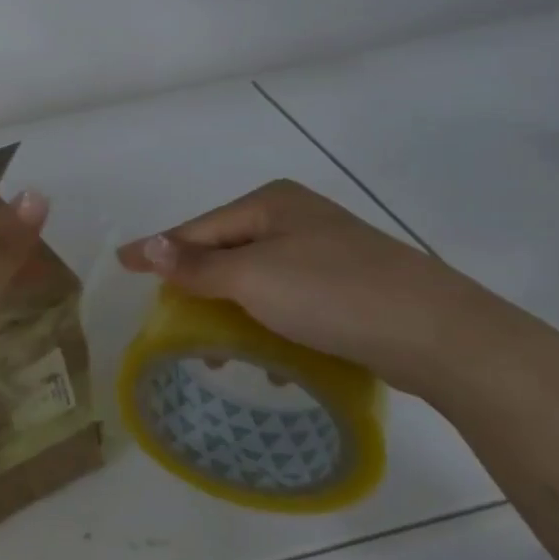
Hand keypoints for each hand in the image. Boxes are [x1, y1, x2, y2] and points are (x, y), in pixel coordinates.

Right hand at [117, 180, 503, 392]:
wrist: (438, 334)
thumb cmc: (332, 294)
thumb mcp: (252, 277)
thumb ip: (196, 264)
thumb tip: (147, 246)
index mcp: (271, 203)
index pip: (197, 228)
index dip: (157, 249)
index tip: (120, 265)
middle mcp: (297, 218)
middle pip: (226, 251)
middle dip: (197, 285)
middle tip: (171, 318)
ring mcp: (326, 251)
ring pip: (257, 279)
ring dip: (233, 311)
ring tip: (219, 351)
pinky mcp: (349, 286)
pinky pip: (288, 300)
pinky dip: (269, 323)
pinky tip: (272, 356)